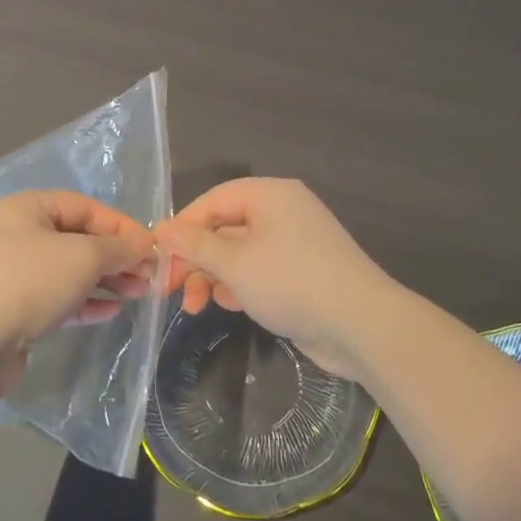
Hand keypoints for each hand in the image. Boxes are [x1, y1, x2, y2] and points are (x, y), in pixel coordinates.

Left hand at [0, 191, 155, 384]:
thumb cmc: (29, 283)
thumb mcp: (83, 256)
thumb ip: (119, 248)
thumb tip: (145, 245)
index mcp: (28, 208)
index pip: (86, 207)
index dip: (121, 226)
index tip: (151, 248)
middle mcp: (18, 234)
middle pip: (79, 238)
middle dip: (117, 256)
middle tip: (149, 275)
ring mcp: (15, 273)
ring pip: (70, 270)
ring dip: (106, 280)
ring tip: (139, 294)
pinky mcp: (15, 307)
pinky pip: (58, 297)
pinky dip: (85, 301)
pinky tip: (111, 311)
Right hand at [155, 178, 396, 379]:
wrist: (362, 325)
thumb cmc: (291, 282)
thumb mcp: (235, 263)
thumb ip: (195, 245)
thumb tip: (162, 229)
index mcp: (269, 195)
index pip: (212, 201)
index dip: (181, 227)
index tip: (157, 257)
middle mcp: (283, 210)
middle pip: (225, 226)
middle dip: (196, 259)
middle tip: (170, 290)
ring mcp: (296, 241)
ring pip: (240, 251)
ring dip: (215, 276)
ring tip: (199, 306)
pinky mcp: (304, 270)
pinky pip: (261, 268)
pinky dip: (241, 284)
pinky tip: (232, 306)